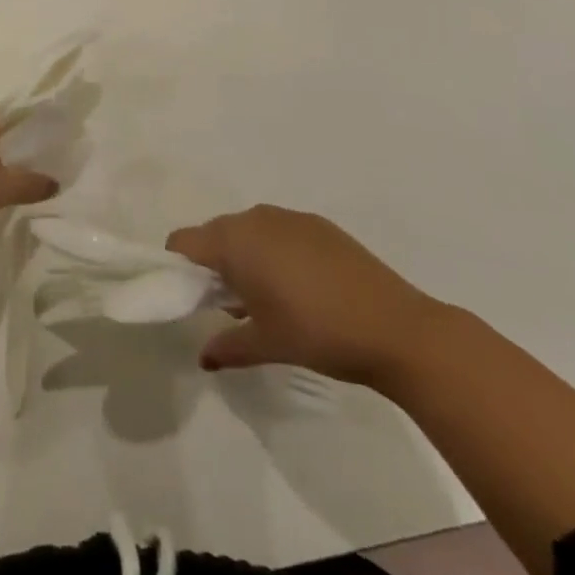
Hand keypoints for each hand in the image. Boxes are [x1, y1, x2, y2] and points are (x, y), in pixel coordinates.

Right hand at [167, 205, 447, 387]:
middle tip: (229, 305)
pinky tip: (301, 287)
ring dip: (245, 257)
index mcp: (233, 241)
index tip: (191, 298)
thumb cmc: (317, 333)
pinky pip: (279, 231)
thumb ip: (227, 346)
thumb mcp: (266, 344)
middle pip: (214, 234)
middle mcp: (255, 218)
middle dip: (213, 265)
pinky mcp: (319, 224)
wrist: (397, 327)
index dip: (178, 268)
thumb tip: (204, 357)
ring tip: (267, 299)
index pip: (182, 241)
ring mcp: (289, 217)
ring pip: (248, 231)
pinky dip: (275, 252)